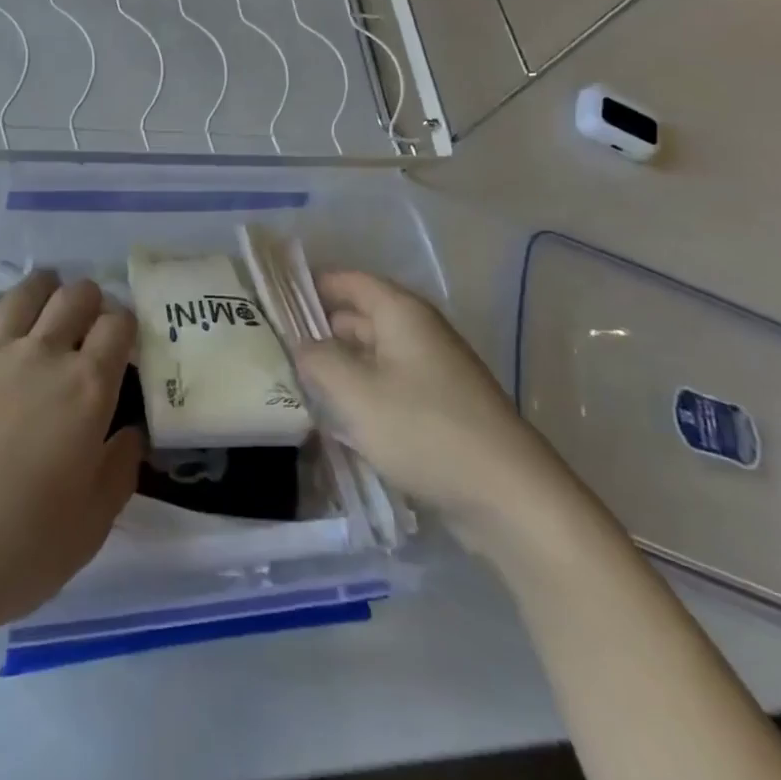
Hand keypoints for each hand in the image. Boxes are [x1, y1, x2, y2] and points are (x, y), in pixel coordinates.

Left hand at [0, 272, 141, 643]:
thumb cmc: (14, 551)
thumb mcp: (91, 526)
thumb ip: (120, 469)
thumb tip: (130, 432)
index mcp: (86, 388)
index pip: (119, 325)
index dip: (126, 325)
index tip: (121, 342)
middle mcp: (41, 355)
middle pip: (75, 296)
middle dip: (89, 299)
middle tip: (85, 323)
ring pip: (23, 292)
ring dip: (42, 291)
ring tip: (42, 305)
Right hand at [293, 272, 579, 543]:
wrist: (511, 499)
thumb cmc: (426, 431)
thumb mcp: (356, 393)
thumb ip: (318, 360)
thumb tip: (300, 344)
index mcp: (401, 312)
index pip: (346, 281)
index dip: (308, 287)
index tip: (269, 304)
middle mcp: (418, 332)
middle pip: (358, 316)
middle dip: (318, 331)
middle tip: (272, 350)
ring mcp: (432, 371)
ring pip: (371, 355)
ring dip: (338, 367)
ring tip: (294, 385)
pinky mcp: (440, 408)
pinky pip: (389, 387)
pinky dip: (362, 395)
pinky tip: (336, 420)